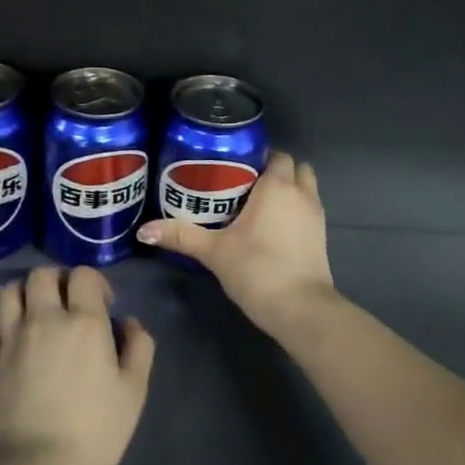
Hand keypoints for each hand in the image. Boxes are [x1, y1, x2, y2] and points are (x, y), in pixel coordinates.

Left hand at [0, 266, 154, 464]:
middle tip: (67, 303)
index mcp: (84, 322)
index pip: (84, 275)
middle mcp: (44, 319)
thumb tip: (129, 322)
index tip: (104, 305)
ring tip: (34, 310)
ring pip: (8, 290)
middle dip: (57, 280)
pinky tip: (12, 332)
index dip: (95, 283)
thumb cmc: (93, 431)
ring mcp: (11, 338)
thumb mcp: (133, 392)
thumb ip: (138, 349)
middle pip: (42, 275)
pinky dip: (1, 317)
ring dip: (23, 292)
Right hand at [137, 150, 335, 333]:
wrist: (300, 308)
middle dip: (275, 172)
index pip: (276, 156)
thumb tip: (143, 230)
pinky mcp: (321, 238)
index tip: (233, 169)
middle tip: (244, 186)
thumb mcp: (213, 251)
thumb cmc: (257, 268)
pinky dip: (294, 213)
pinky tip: (271, 230)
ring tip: (256, 207)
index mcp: (277, 186)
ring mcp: (316, 216)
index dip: (258, 158)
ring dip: (287, 192)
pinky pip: (307, 212)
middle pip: (295, 168)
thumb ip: (180, 236)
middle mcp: (302, 194)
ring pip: (305, 190)